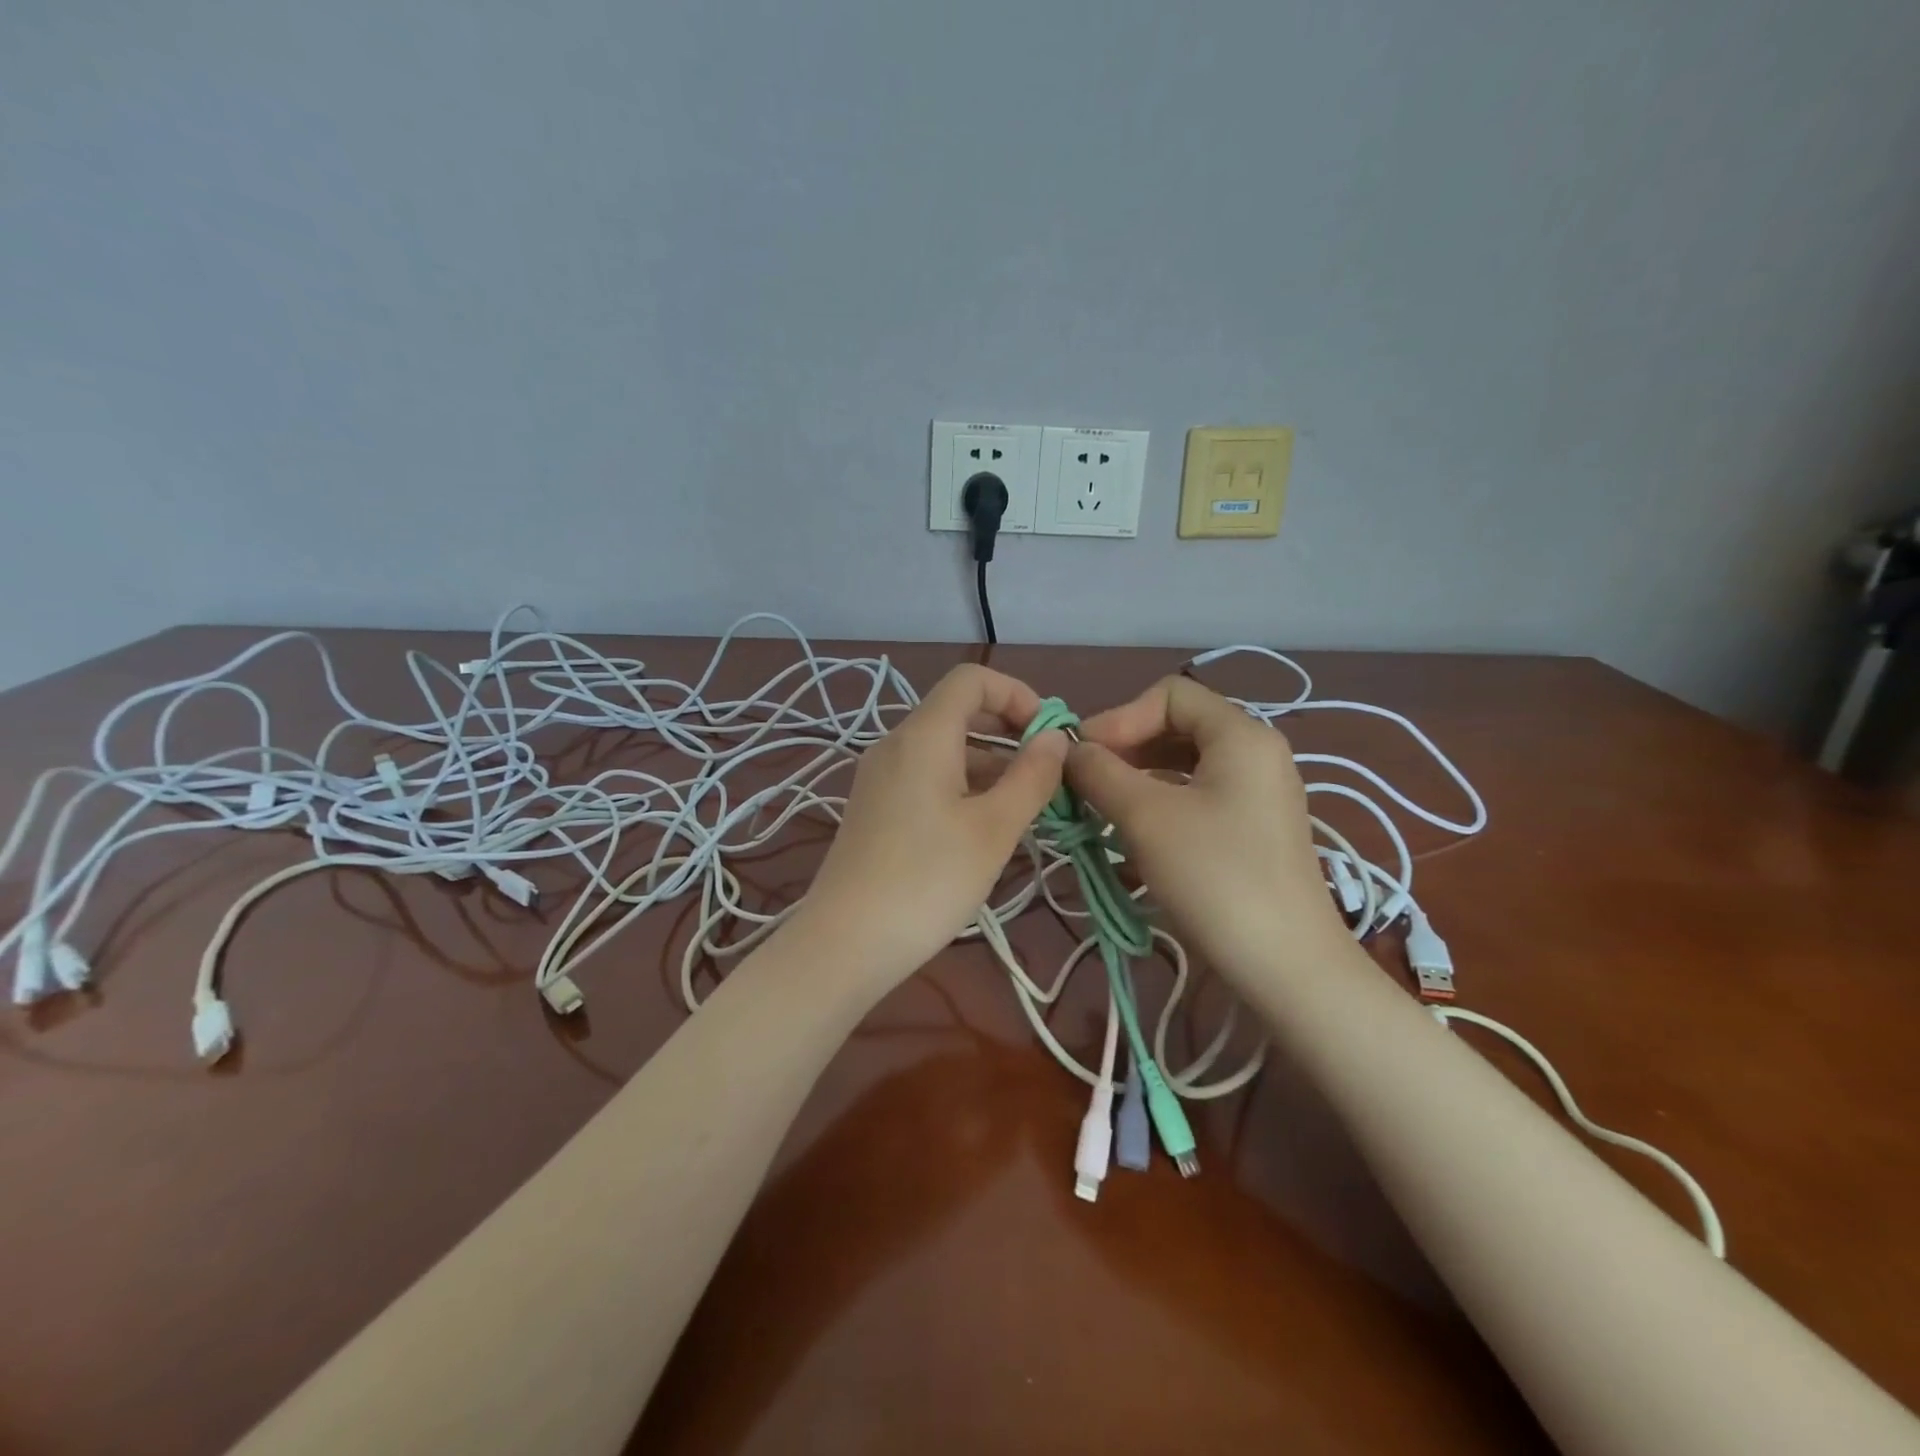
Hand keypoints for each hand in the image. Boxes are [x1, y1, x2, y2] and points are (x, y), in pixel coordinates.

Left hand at [797, 664, 1068, 984]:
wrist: (845, 943)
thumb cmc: (928, 881)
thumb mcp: (994, 829)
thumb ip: (1031, 777)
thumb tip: (1056, 738)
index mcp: (923, 736)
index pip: (972, 679)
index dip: (1017, 694)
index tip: (1049, 736)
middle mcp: (895, 744)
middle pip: (958, 712)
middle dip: (1009, 732)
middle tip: (1047, 773)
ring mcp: (879, 777)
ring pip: (944, 749)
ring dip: (989, 764)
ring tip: (1027, 808)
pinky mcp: (874, 807)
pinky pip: (926, 777)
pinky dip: (962, 785)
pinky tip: (985, 827)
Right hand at [1066, 675, 1346, 981]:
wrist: (1287, 966)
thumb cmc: (1215, 877)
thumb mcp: (1145, 817)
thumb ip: (1101, 772)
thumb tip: (1070, 750)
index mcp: (1241, 734)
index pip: (1170, 694)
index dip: (1120, 716)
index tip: (1084, 756)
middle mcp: (1256, 754)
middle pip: (1178, 727)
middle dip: (1125, 748)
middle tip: (1085, 783)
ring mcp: (1259, 794)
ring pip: (1184, 766)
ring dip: (1137, 779)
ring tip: (1100, 809)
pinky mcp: (1254, 831)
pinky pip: (1197, 798)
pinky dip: (1160, 806)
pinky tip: (1131, 837)